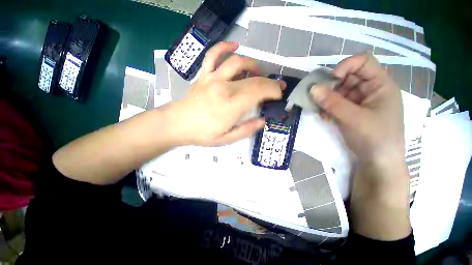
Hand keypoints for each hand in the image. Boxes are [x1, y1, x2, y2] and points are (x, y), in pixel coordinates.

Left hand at [166, 42, 284, 145]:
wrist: (177, 124)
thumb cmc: (202, 134)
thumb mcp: (227, 139)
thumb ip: (246, 130)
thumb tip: (262, 121)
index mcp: (231, 105)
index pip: (259, 91)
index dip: (273, 90)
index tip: (279, 95)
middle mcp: (224, 87)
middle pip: (253, 78)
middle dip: (269, 81)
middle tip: (277, 86)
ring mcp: (213, 78)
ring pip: (237, 63)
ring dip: (253, 65)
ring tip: (259, 73)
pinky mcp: (204, 75)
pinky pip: (213, 55)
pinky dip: (224, 47)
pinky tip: (235, 45)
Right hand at [311, 53, 405, 172]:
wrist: (377, 163)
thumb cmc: (374, 138)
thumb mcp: (352, 118)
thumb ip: (331, 102)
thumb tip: (312, 88)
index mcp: (380, 85)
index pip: (363, 62)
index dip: (345, 66)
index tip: (329, 81)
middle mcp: (370, 90)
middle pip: (348, 77)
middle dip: (331, 86)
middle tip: (317, 98)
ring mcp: (360, 101)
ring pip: (339, 91)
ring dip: (327, 99)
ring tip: (319, 111)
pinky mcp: (351, 111)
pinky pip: (336, 103)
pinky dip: (328, 108)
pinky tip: (324, 117)